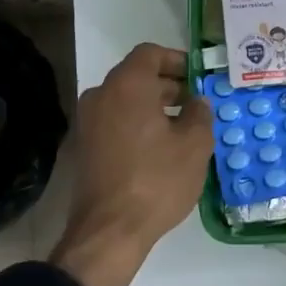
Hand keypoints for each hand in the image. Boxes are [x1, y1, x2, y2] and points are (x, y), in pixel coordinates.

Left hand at [51, 44, 212, 285]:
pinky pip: (115, 120)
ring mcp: (88, 122)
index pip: (150, 53)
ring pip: (125, 99)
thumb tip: (197, 102)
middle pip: (136, 75)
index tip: (198, 76)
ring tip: (183, 127)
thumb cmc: (157, 180)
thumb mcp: (195, 144)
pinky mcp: (85, 147)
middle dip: (168, 84)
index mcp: (127, 85)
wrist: (109, 232)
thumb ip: (200, 113)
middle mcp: (101, 95)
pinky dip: (137, 123)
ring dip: (153, 105)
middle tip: (196, 103)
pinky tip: (160, 147)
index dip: (177, 60)